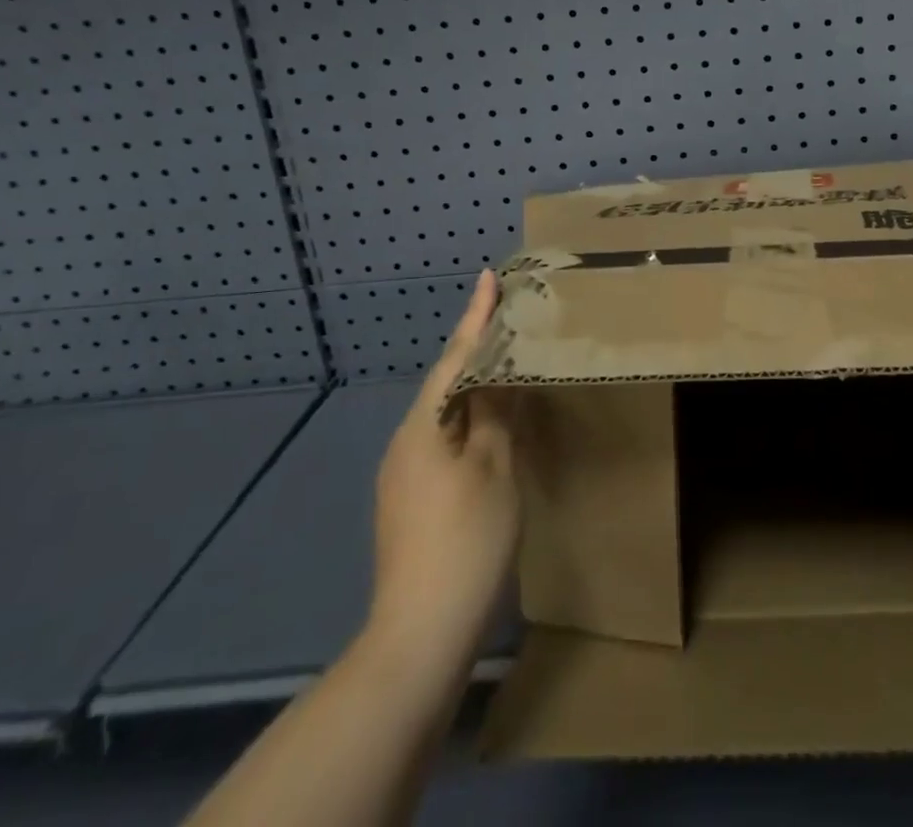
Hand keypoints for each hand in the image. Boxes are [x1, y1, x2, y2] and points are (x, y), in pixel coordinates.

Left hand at [367, 270, 519, 651]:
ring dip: (476, 388)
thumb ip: (496, 414)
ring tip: (508, 366)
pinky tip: (493, 428)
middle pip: (447, 383)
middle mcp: (406, 442)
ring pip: (446, 415)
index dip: (476, 316)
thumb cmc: (465, 541)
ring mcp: (404, 476)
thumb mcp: (494, 469)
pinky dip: (471, 423)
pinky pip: (444, 442)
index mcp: (423, 426)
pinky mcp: (410, 502)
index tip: (488, 276)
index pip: (456, 357)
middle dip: (477, 350)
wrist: (420, 636)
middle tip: (508, 319)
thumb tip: (498, 376)